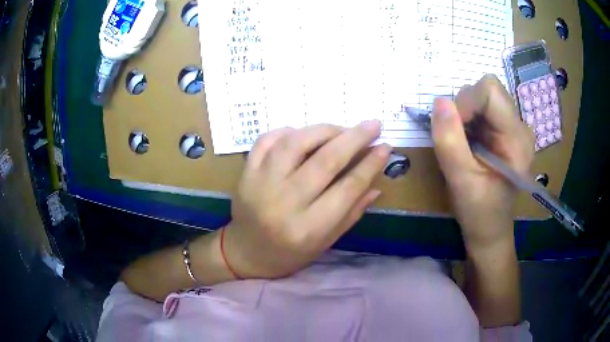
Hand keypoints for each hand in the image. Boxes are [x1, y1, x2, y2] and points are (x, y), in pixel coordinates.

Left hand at [223, 122, 390, 278]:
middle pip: (325, 161)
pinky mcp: (246, 172)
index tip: (385, 147)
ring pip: (295, 143)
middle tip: (373, 125)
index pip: (347, 188)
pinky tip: (303, 134)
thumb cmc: (289, 253)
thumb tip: (377, 183)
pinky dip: (288, 131)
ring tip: (341, 129)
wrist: (245, 252)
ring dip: (324, 130)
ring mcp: (260, 184)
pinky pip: (267, 140)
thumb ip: (352, 212)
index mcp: (307, 228)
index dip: (370, 165)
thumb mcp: (325, 242)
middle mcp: (283, 203)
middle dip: (354, 138)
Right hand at [431, 75, 534, 248]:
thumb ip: (449, 141)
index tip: (453, 129)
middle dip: (464, 108)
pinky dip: (467, 119)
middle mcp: (520, 126)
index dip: (465, 102)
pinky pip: (481, 108)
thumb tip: (439, 102)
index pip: (490, 91)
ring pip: (482, 97)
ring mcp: (513, 127)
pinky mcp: (505, 130)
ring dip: (465, 115)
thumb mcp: (461, 180)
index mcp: (517, 139)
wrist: (490, 229)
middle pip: (487, 90)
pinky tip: (469, 143)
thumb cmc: (479, 211)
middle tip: (459, 141)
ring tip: (465, 145)